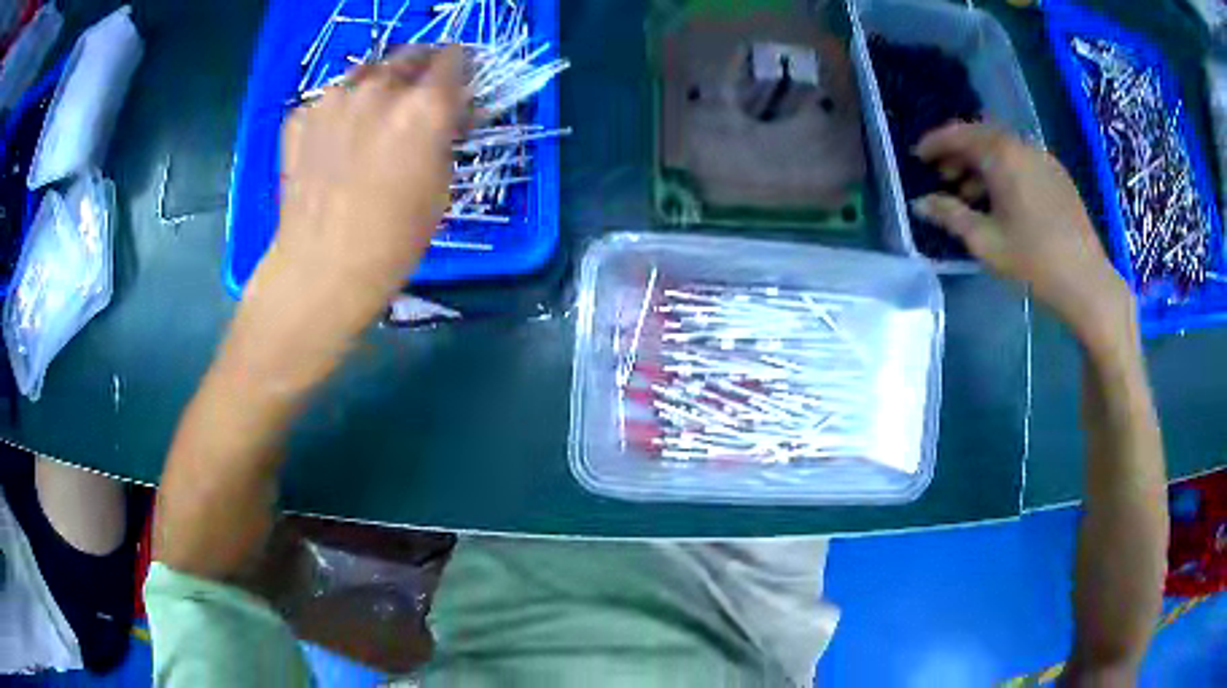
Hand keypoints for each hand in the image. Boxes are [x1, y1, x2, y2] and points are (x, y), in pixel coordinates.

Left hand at [269, 46, 468, 308]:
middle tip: (416, 100)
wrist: (321, 268)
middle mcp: (380, 87)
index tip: (456, 85)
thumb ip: (446, 134)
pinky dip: (339, 111)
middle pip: (410, 54)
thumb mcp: (442, 185)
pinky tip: (334, 144)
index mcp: (425, 106)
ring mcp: (333, 98)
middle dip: (420, 70)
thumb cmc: (394, 239)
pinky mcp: (300, 115)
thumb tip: (448, 111)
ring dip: (378, 85)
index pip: (454, 57)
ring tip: (371, 120)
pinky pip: (330, 99)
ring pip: (367, 71)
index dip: (459, 69)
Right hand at [911, 122, 1133, 345]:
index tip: (917, 157)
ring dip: (982, 163)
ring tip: (970, 193)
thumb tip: (920, 203)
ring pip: (1003, 149)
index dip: (934, 143)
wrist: (1087, 282)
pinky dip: (1004, 171)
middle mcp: (1023, 145)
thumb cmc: (1033, 261)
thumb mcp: (984, 241)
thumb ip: (950, 215)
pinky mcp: (1058, 176)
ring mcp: (1044, 159)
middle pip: (981, 136)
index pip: (958, 134)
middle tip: (941, 175)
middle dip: (958, 152)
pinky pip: (1022, 161)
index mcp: (1002, 155)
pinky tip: (1002, 199)